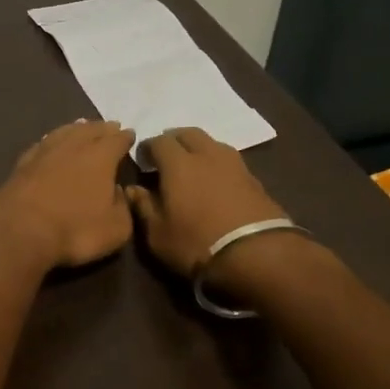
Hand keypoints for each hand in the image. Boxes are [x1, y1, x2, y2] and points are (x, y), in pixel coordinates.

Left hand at [0, 120, 136, 269]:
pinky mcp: (22, 163)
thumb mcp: (116, 228)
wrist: (19, 230)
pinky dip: (52, 140)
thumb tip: (118, 192)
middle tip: (110, 126)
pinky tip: (51, 142)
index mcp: (100, 156)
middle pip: (91, 129)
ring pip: (65, 132)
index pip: (117, 140)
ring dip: (76, 128)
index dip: (125, 137)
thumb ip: (123, 207)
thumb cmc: (74, 229)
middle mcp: (73, 146)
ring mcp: (45, 151)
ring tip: (83, 126)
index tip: (130, 134)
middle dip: (102, 128)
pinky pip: (43, 144)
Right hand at [126, 127, 290, 285]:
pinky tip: (215, 181)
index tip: (142, 160)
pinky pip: (230, 161)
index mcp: (179, 164)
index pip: (159, 141)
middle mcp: (207, 155)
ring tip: (192, 166)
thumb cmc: (197, 243)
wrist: (258, 255)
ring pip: (212, 143)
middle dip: (174, 140)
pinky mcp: (255, 179)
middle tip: (166, 157)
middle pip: (188, 133)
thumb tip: (132, 189)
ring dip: (199, 149)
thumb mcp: (158, 234)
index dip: (148, 148)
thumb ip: (143, 207)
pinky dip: (217, 164)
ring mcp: (235, 165)